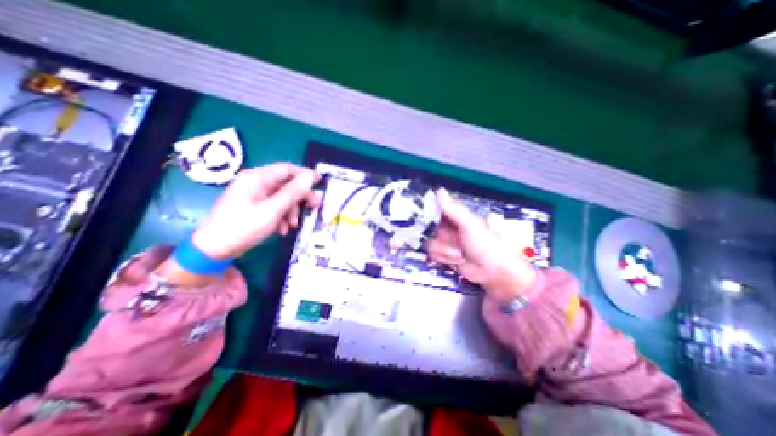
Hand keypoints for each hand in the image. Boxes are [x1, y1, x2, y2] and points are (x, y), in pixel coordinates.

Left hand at [191, 164, 320, 258]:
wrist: (215, 250)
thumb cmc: (244, 226)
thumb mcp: (273, 209)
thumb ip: (293, 192)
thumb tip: (310, 177)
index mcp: (257, 178)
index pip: (287, 169)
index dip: (305, 174)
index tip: (320, 182)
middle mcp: (255, 182)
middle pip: (286, 184)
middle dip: (300, 197)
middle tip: (314, 208)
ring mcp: (253, 195)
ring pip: (282, 197)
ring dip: (291, 210)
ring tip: (292, 226)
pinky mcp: (252, 206)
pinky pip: (274, 206)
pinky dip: (281, 216)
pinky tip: (281, 229)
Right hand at [424, 187, 540, 302]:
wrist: (492, 272)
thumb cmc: (484, 244)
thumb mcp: (470, 224)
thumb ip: (453, 209)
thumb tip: (439, 190)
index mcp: (456, 217)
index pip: (436, 210)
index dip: (429, 213)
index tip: (427, 219)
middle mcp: (449, 228)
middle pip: (430, 229)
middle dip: (441, 237)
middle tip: (453, 242)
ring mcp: (446, 243)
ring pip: (431, 243)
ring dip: (445, 250)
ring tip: (459, 255)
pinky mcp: (444, 256)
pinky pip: (433, 254)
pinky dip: (445, 258)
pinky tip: (456, 261)